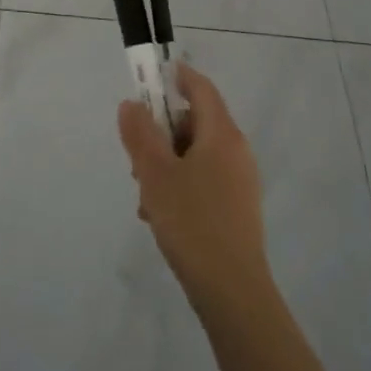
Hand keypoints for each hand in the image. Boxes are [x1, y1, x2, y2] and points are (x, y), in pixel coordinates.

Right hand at [118, 63, 269, 309]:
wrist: (233, 293)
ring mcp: (240, 181)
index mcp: (222, 134)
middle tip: (137, 159)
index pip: (200, 87)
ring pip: (195, 154)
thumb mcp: (154, 173)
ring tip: (145, 196)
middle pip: (194, 122)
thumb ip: (139, 133)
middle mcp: (236, 151)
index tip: (148, 79)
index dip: (175, 77)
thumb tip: (131, 103)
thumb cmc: (192, 222)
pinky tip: (160, 215)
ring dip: (166, 164)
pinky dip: (180, 185)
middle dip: (161, 133)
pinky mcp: (237, 208)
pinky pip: (203, 179)